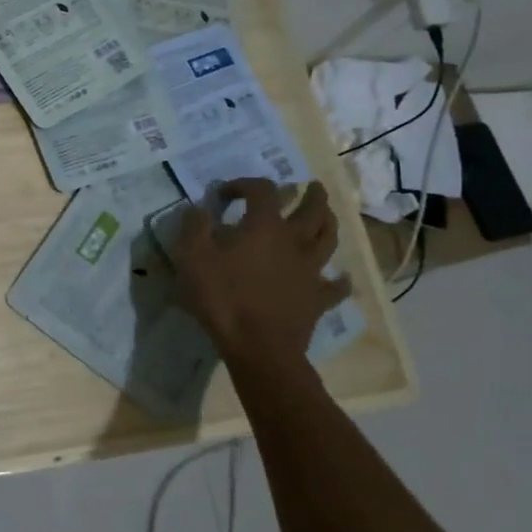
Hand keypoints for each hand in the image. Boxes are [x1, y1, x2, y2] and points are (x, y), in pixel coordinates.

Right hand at [171, 178, 351, 359]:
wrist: (258, 347)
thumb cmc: (223, 297)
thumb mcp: (191, 256)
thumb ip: (194, 226)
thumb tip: (199, 208)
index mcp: (264, 226)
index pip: (262, 191)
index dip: (245, 184)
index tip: (226, 193)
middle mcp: (294, 242)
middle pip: (312, 210)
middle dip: (312, 195)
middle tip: (311, 186)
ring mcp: (311, 271)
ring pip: (329, 240)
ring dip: (329, 223)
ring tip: (327, 216)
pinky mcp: (318, 300)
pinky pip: (336, 287)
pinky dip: (339, 280)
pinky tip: (340, 278)